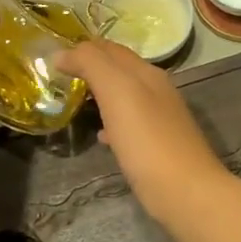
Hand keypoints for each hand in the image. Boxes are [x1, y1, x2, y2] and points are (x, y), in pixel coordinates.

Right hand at [57, 40, 225, 220]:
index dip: (82, 48)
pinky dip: (111, 123)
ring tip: (75, 102)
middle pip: (118, 70)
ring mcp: (159, 119)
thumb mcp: (116, 91)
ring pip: (123, 97)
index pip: (109, 48)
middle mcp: (156, 90)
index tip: (54, 57)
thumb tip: (62, 53)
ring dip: (99, 95)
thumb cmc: (147, 139)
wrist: (186, 193)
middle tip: (59, 78)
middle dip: (90, 69)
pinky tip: (101, 137)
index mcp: (146, 72)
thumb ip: (91, 64)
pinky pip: (129, 125)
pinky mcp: (157, 146)